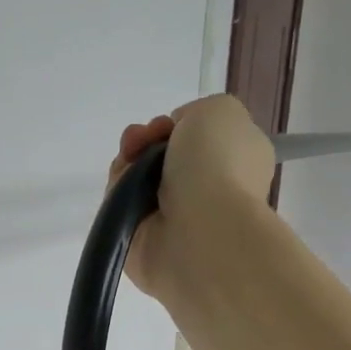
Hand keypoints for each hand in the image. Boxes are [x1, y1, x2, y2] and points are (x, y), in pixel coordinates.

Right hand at [104, 94, 275, 295]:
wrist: (198, 230)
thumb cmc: (217, 165)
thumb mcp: (220, 109)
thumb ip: (195, 113)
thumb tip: (171, 140)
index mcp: (234, 163)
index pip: (197, 140)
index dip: (176, 126)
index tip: (169, 124)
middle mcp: (203, 191)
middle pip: (160, 157)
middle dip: (144, 141)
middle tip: (141, 141)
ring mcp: (170, 219)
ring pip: (136, 179)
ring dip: (128, 162)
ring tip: (130, 160)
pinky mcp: (139, 240)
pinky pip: (119, 205)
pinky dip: (117, 190)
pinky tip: (124, 186)